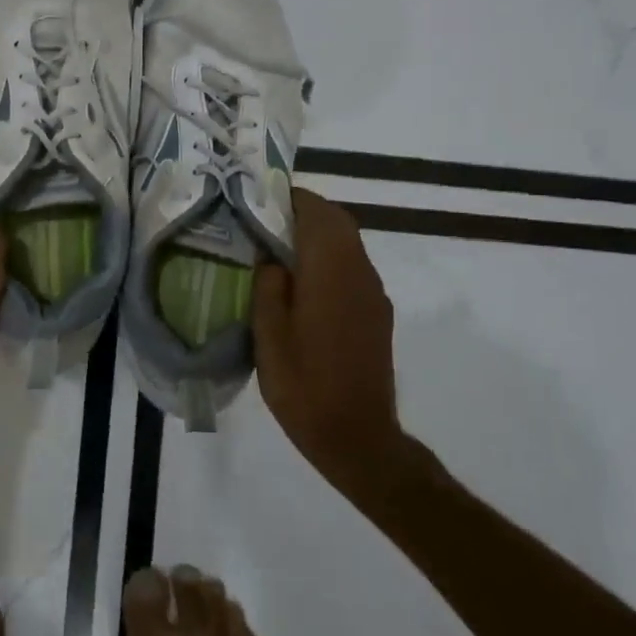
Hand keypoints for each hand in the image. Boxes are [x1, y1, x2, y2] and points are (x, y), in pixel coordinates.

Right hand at [252, 189, 411, 498]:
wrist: (358, 437)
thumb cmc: (304, 385)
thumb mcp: (269, 335)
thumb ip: (269, 286)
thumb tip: (271, 257)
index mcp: (331, 271)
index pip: (317, 212)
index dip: (289, 198)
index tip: (259, 198)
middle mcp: (359, 272)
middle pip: (337, 222)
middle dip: (303, 212)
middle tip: (264, 221)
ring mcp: (373, 293)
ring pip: (348, 243)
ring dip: (317, 235)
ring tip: (277, 248)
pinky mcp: (377, 313)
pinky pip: (353, 267)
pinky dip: (328, 259)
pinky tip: (301, 283)